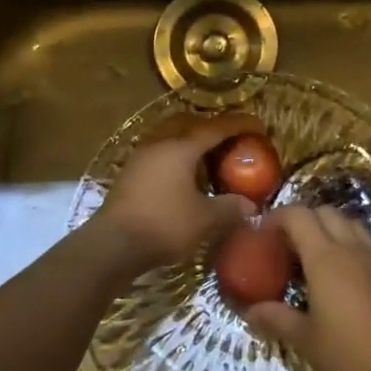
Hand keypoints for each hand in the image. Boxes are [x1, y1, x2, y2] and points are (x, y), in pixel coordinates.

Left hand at [93, 113, 261, 271]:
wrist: (113, 245)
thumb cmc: (164, 225)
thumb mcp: (205, 219)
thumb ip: (230, 208)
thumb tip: (250, 206)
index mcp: (181, 148)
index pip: (215, 128)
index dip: (239, 125)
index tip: (258, 126)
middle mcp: (159, 145)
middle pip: (189, 126)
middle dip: (212, 129)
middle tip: (231, 140)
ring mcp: (140, 158)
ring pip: (171, 140)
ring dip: (191, 144)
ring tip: (208, 159)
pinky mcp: (129, 175)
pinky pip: (160, 156)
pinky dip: (176, 160)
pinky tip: (183, 178)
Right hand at [243, 204, 370, 370]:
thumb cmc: (347, 355)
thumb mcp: (305, 339)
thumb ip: (276, 318)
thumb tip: (248, 311)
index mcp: (325, 258)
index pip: (298, 216)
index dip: (277, 217)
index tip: (262, 232)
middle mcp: (352, 249)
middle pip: (326, 213)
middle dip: (304, 219)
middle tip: (286, 244)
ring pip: (350, 225)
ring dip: (329, 229)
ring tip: (313, 256)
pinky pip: (367, 245)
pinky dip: (349, 246)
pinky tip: (341, 276)